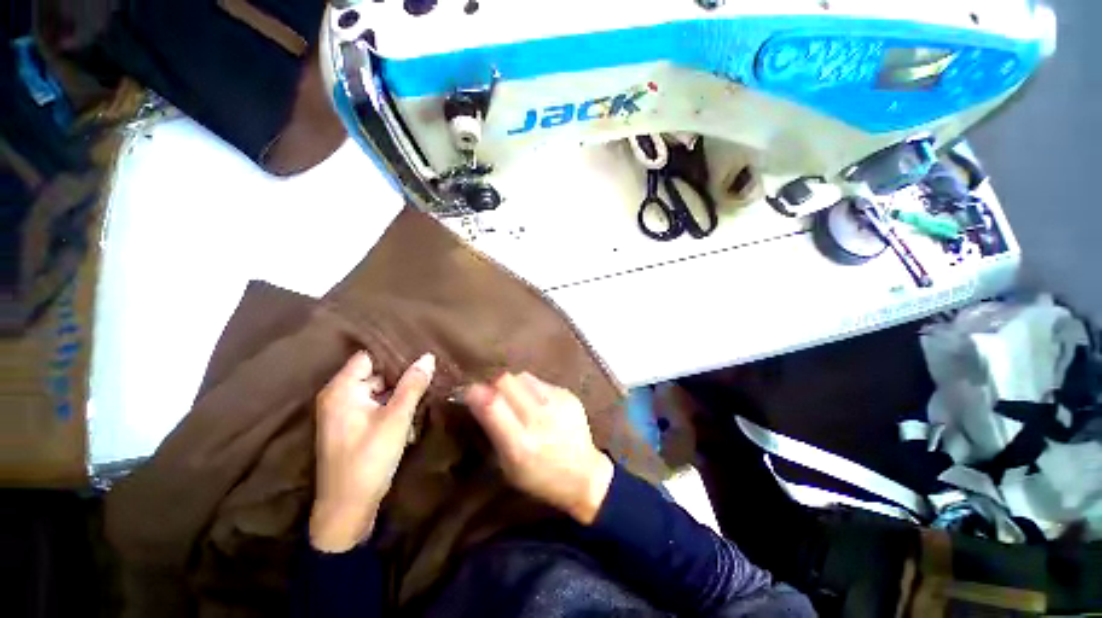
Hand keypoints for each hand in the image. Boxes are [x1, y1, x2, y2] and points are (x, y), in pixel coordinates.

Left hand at [310, 351, 434, 551]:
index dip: (395, 353)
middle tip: (431, 371)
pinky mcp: (353, 426)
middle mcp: (339, 396)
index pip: (369, 357)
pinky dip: (394, 407)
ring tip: (428, 390)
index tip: (422, 350)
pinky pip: (377, 405)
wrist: (348, 509)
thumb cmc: (369, 459)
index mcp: (341, 390)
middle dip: (403, 374)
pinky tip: (413, 414)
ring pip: (379, 390)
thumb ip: (413, 385)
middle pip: (375, 373)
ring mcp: (345, 412)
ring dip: (401, 393)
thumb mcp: (396, 418)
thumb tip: (428, 357)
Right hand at [464, 373, 613, 524]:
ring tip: (515, 398)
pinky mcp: (568, 394)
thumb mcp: (508, 465)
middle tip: (493, 394)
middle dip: (493, 385)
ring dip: (513, 385)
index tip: (469, 391)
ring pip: (522, 376)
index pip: (492, 403)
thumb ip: (493, 430)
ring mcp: (557, 402)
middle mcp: (539, 418)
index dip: (476, 392)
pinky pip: (540, 381)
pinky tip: (536, 402)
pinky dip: (531, 388)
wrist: (584, 474)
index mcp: (520, 444)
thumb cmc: (540, 477)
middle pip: (506, 380)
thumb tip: (476, 398)